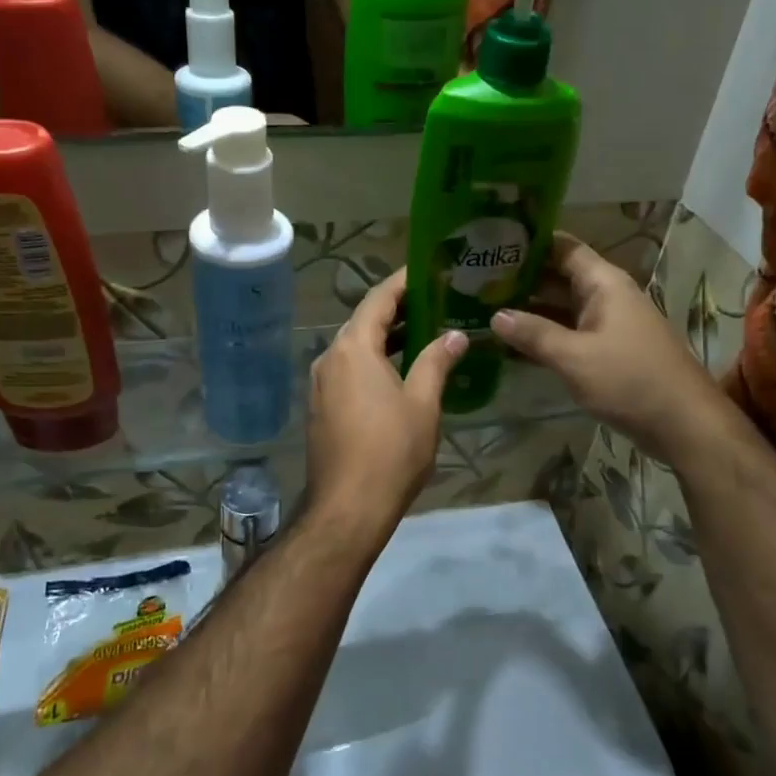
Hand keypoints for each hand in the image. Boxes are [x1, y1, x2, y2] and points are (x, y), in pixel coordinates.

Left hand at [306, 268, 467, 533]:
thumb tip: (455, 335)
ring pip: (356, 348)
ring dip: (387, 338)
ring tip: (425, 332)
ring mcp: (320, 383)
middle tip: (436, 301)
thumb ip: (436, 362)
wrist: (348, 507)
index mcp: (353, 348)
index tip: (429, 268)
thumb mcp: (423, 403)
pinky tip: (400, 371)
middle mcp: (330, 357)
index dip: (403, 281)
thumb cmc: (391, 450)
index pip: (379, 299)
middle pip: (365, 321)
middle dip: (399, 310)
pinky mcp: (320, 407)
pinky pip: (349, 370)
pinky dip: (374, 362)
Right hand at [492, 234, 726, 466]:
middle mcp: (607, 296)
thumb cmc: (630, 380)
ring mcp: (609, 325)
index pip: (564, 247)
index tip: (494, 240)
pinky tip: (513, 343)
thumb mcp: (574, 357)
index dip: (531, 241)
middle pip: (560, 276)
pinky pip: (570, 333)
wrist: (683, 424)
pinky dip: (545, 334)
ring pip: (563, 307)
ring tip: (485, 306)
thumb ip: (534, 334)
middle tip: (476, 278)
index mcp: (604, 284)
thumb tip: (495, 315)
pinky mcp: (608, 351)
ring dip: (530, 308)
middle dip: (522, 277)